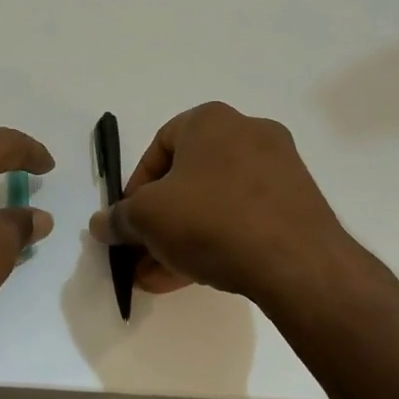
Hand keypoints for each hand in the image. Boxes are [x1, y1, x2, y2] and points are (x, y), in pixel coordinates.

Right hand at [88, 102, 351, 304]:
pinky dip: (216, 241)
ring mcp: (279, 169)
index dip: (135, 188)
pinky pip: (244, 218)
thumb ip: (118, 219)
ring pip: (215, 203)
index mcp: (211, 120)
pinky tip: (192, 277)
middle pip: (188, 179)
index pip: (159, 147)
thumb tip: (100, 224)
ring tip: (159, 277)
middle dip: (159, 221)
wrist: (296, 261)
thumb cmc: (211, 219)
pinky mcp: (298, 203)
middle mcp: (248, 133)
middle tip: (141, 254)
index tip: (128, 221)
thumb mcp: (147, 218)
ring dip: (182, 238)